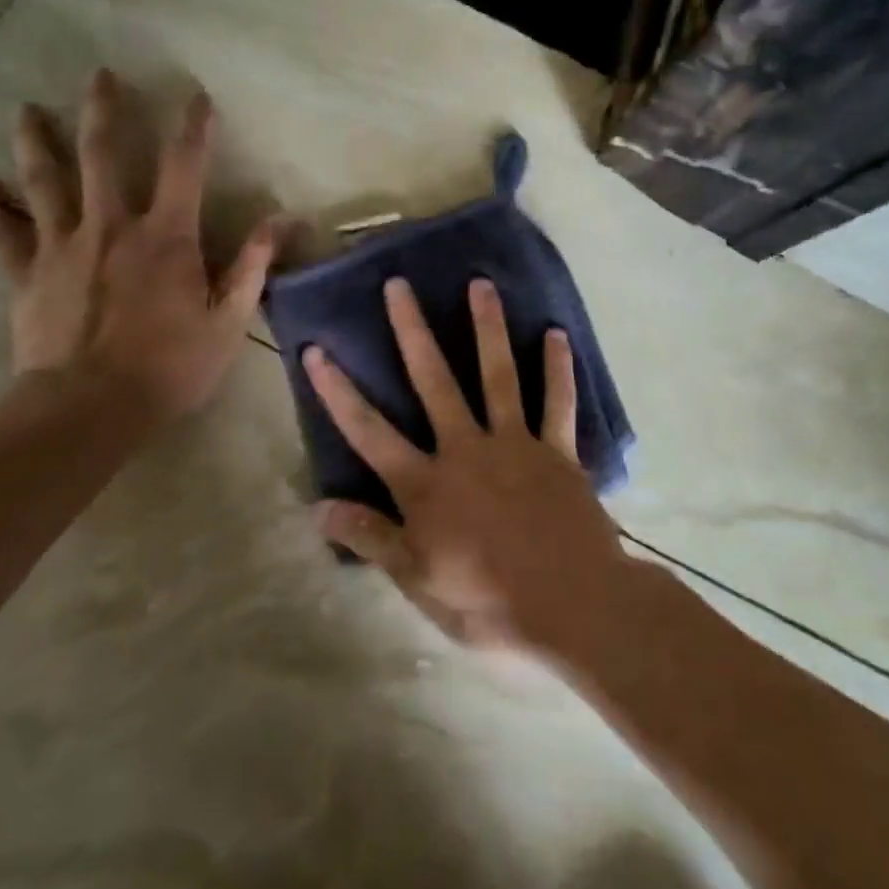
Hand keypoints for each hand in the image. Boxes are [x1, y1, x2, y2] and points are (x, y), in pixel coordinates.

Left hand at [0, 69, 281, 425]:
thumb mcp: (229, 319)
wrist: (90, 408)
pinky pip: (1, 233)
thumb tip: (282, 218)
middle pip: (102, 155)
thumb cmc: (170, 366)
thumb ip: (252, 264)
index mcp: (165, 236)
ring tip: (25, 110)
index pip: (184, 166)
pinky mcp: (27, 274)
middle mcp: (111, 226)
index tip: (196, 95)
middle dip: (103, 110)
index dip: (193, 127)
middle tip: (99, 74)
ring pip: (44, 181)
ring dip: (35, 141)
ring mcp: (62, 246)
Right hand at [302, 276, 636, 653]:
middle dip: (411, 331)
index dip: (338, 391)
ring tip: (480, 283)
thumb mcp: (418, 581)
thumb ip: (371, 539)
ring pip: (497, 374)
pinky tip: (556, 333)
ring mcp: (514, 443)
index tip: (316, 349)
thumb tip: (318, 507)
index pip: (369, 431)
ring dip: (487, 327)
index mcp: (427, 485)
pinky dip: (557, 368)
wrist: (572, 605)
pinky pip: (557, 401)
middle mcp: (466, 449)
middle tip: (398, 285)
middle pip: (433, 381)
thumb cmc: (488, 600)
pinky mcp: (556, 451)